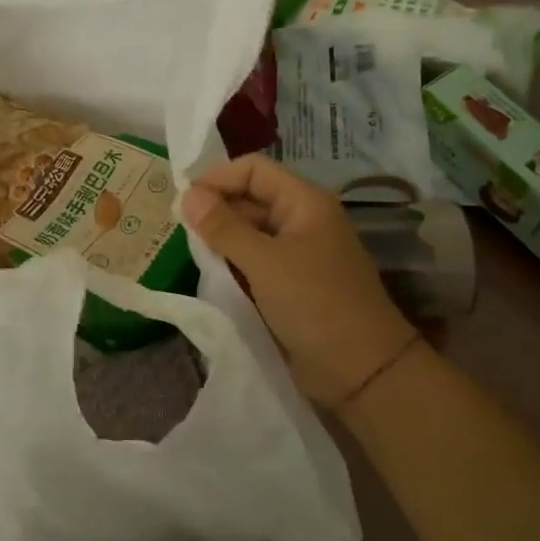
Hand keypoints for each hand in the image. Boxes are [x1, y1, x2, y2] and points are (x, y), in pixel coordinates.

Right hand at [181, 155, 417, 407]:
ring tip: (190, 252)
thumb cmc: (315, 304)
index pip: (254, 170)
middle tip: (179, 230)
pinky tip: (210, 275)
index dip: (218, 178)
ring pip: (249, 233)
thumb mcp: (264, 262)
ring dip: (221, 240)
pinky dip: (232, 265)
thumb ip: (224, 228)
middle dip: (216, 210)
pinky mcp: (290, 284)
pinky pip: (254, 262)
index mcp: (304, 203)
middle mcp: (301, 221)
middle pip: (250, 199)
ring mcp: (297, 254)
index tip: (183, 201)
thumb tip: (187, 195)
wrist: (360, 371)